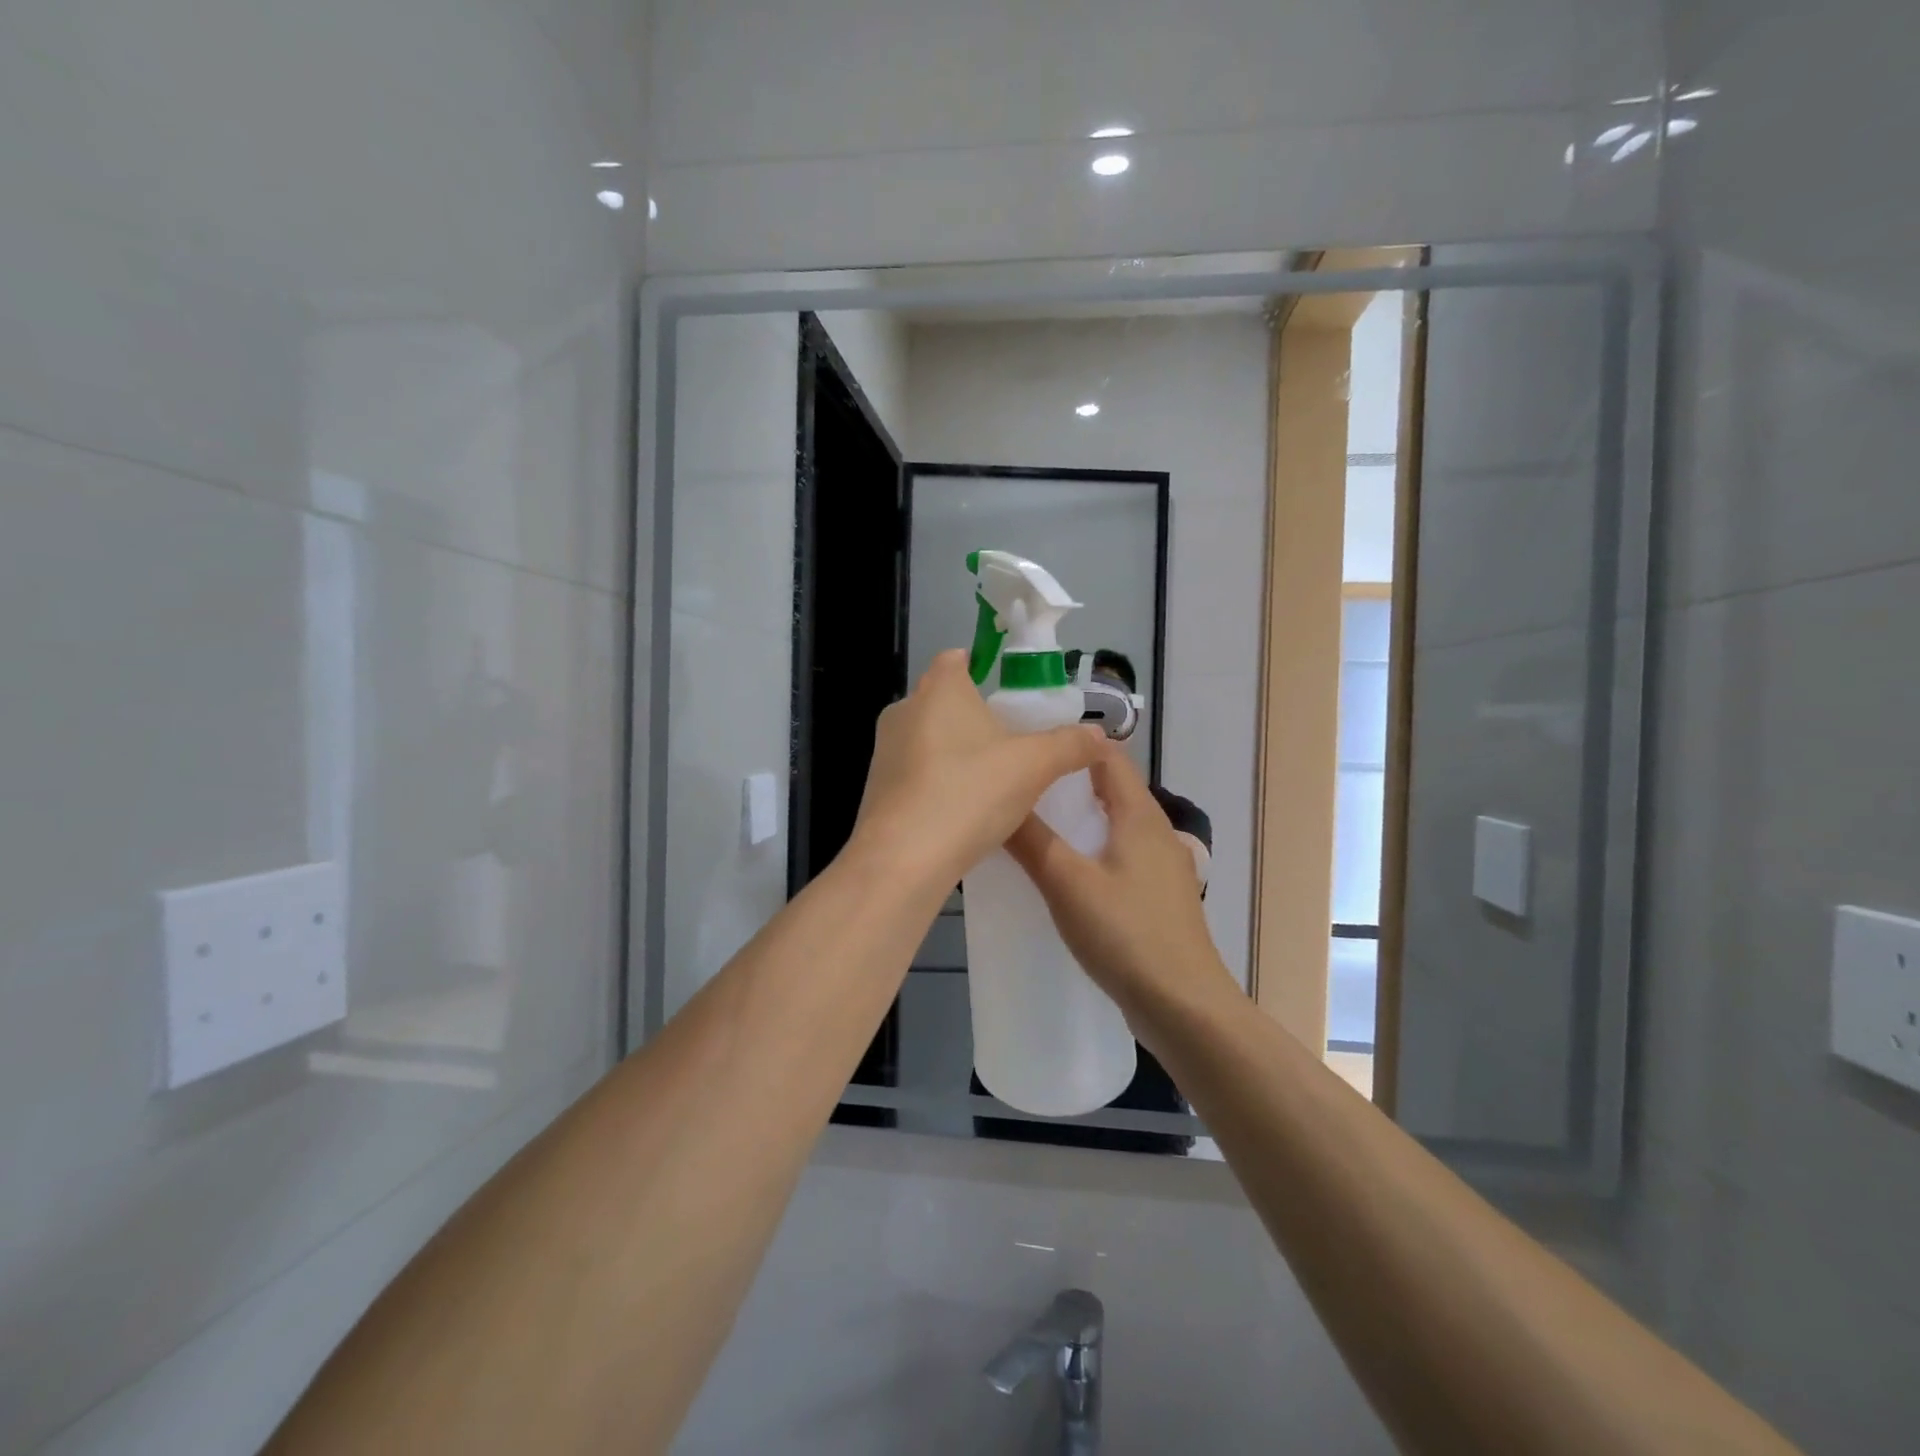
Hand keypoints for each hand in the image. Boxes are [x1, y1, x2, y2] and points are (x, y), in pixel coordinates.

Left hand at [852, 650, 1103, 885]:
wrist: (903, 859)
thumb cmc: (970, 793)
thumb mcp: (1034, 767)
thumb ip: (1069, 746)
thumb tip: (1100, 735)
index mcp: (939, 688)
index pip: (956, 658)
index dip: (981, 668)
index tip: (1008, 695)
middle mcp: (904, 709)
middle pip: (943, 700)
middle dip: (973, 716)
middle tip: (1011, 742)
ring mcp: (884, 749)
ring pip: (927, 737)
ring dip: (955, 751)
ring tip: (990, 779)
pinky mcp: (876, 786)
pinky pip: (915, 771)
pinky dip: (936, 780)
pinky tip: (961, 809)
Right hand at [1005, 745, 1237, 1020]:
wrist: (1184, 1006)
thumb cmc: (1126, 934)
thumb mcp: (1067, 883)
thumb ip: (1031, 840)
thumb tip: (998, 797)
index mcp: (1140, 815)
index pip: (1108, 755)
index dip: (1071, 744)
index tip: (1027, 745)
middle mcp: (1156, 830)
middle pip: (1111, 788)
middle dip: (1067, 781)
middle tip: (1019, 784)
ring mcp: (1162, 865)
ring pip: (1114, 823)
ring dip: (1078, 817)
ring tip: (1032, 822)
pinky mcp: (1158, 896)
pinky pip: (1119, 855)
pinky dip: (1091, 849)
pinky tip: (1064, 872)